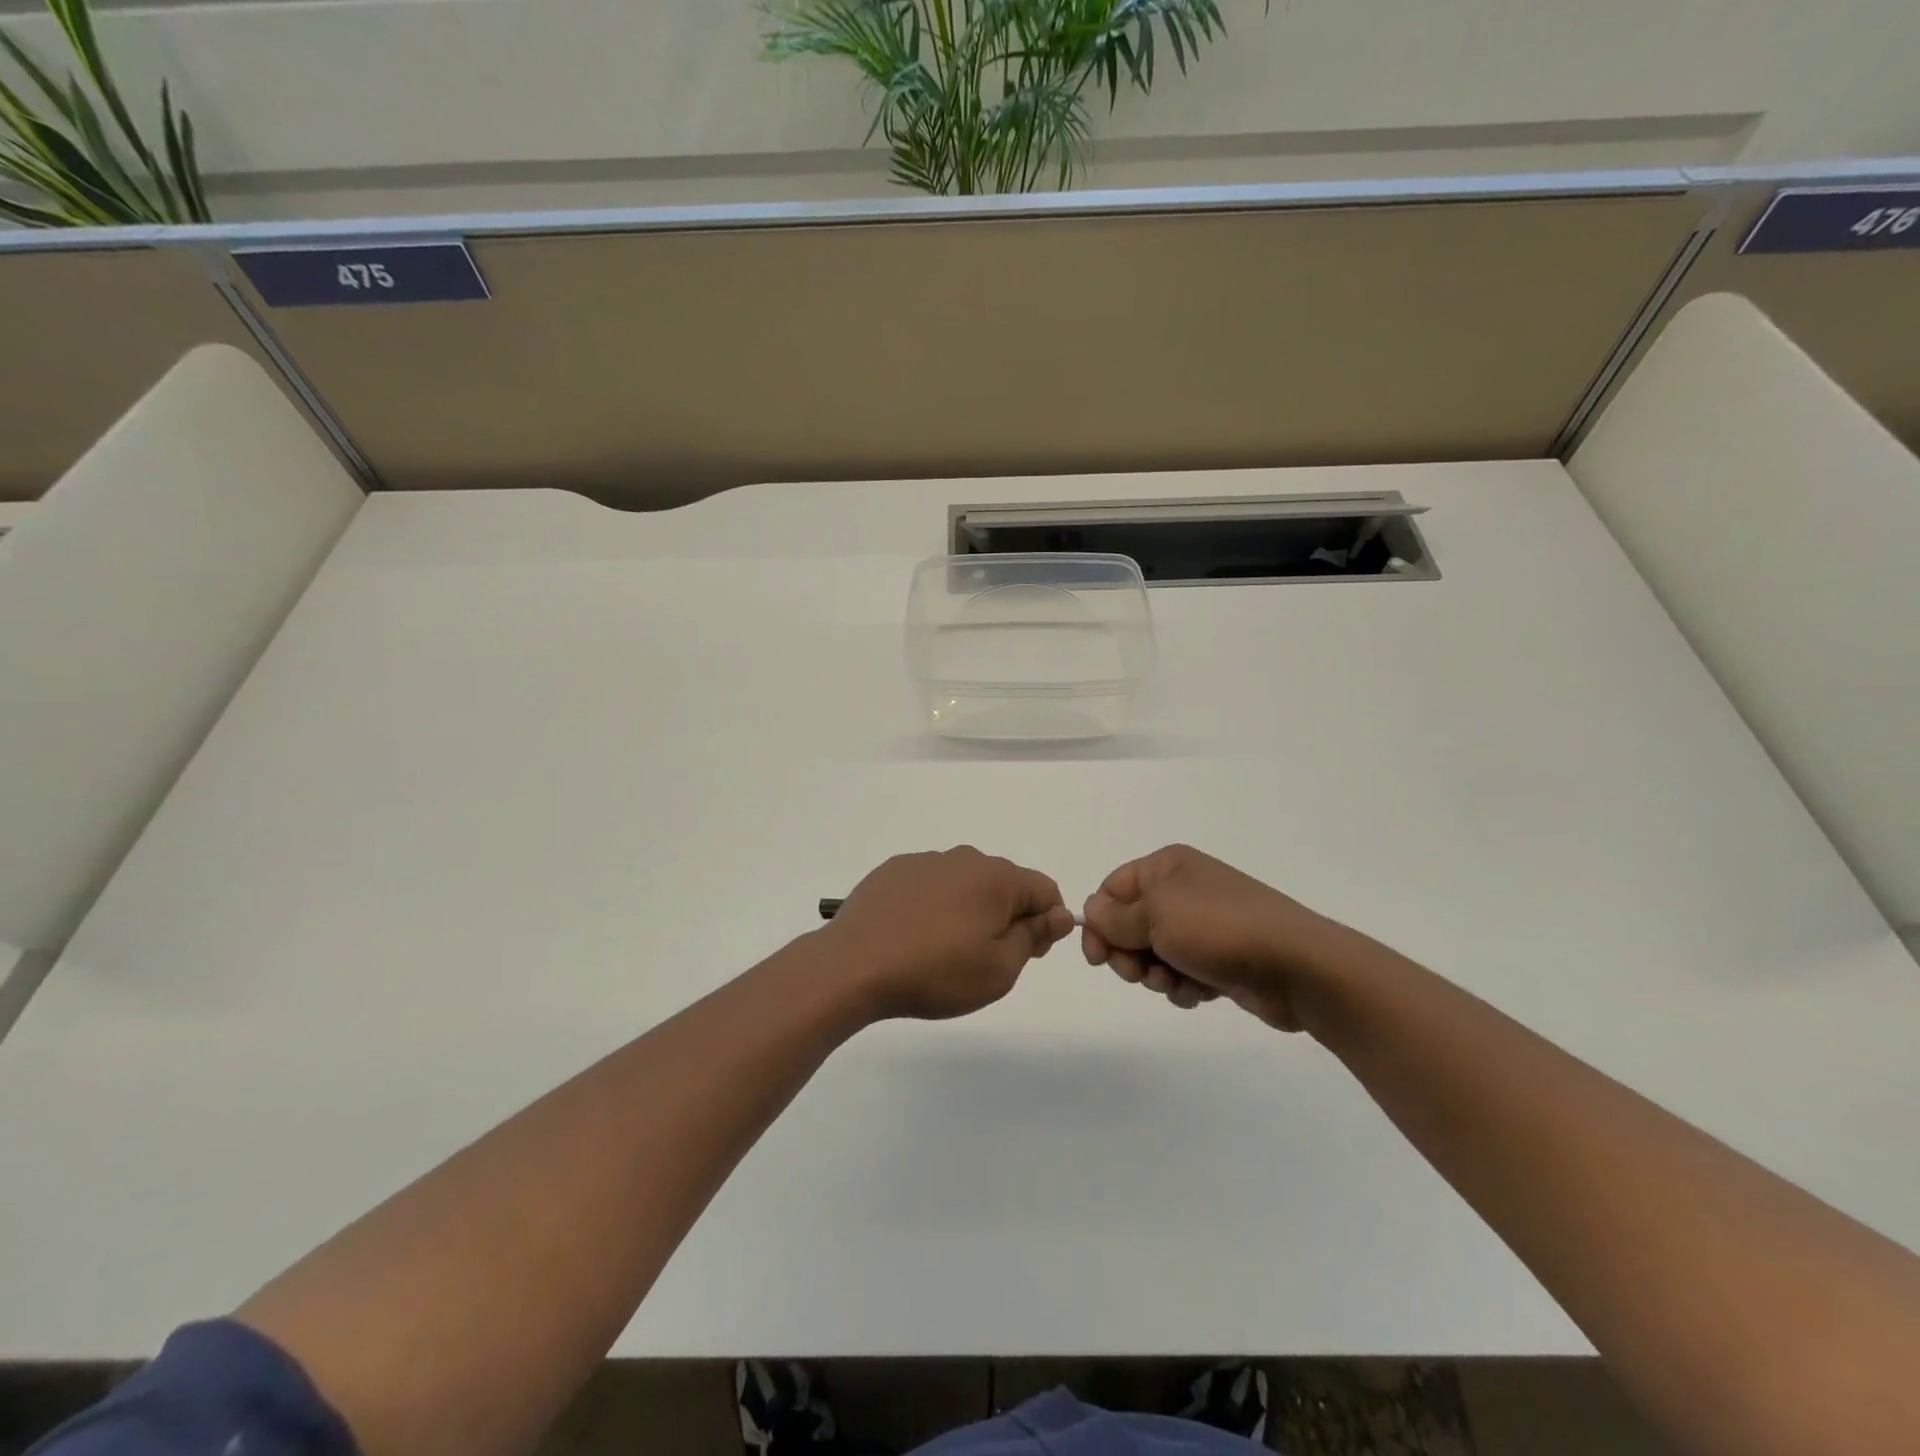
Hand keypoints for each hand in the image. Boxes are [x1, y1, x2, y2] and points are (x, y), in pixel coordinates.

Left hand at [822, 847, 1075, 1021]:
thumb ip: (1034, 936)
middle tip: (983, 959)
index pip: (1045, 889)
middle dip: (1007, 916)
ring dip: (968, 909)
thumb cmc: (936, 972)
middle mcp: (964, 858)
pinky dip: (934, 905)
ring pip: (966, 883)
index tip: (1025, 953)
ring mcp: (925, 861)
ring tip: (942, 950)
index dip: (1046, 923)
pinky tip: (913, 935)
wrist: (853, 966)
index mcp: (996, 878)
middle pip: (1005, 883)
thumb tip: (1060, 913)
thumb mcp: (999, 969)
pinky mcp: (893, 870)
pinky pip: (931, 884)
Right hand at [1081, 844, 1345, 1029]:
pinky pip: (1182, 972)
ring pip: (1154, 953)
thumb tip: (1091, 910)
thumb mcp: (1156, 916)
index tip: (1096, 958)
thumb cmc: (1218, 929)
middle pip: (1130, 924)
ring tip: (1176, 982)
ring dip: (1156, 974)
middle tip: (1138, 974)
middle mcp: (1183, 891)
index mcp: (1167, 867)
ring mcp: (1204, 926)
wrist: (1297, 966)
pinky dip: (1183, 986)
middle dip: (1128, 953)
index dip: (1099, 922)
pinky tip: (1200, 993)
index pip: (1112, 889)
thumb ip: (1116, 917)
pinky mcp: (1219, 959)